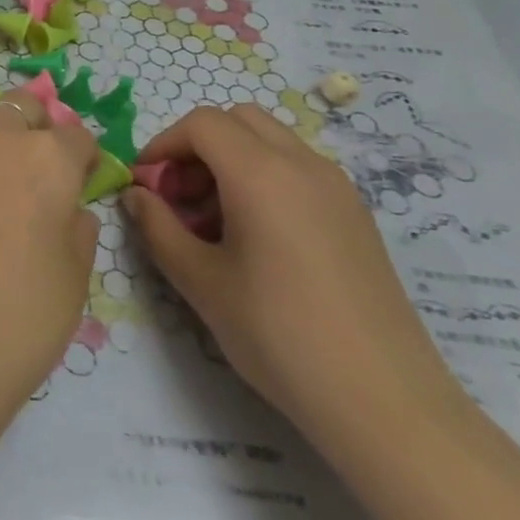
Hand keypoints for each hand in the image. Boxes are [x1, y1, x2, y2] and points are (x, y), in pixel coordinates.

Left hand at [0, 93, 102, 423]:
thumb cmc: (18, 320)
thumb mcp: (75, 280)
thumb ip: (78, 229)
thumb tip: (69, 208)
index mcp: (48, 159)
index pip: (77, 137)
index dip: (83, 159)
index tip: (81, 180)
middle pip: (22, 107)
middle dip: (36, 129)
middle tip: (35, 169)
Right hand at [121, 105, 470, 456]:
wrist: (382, 400)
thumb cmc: (277, 334)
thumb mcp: (200, 281)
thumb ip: (157, 227)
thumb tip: (136, 196)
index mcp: (262, 173)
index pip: (202, 123)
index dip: (163, 144)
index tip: (146, 185)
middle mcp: (304, 165)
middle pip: (239, 120)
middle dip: (197, 146)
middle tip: (179, 197)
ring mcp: (338, 188)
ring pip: (272, 141)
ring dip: (231, 160)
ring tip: (214, 222)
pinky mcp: (356, 214)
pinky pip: (298, 169)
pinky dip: (264, 178)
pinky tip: (256, 237)